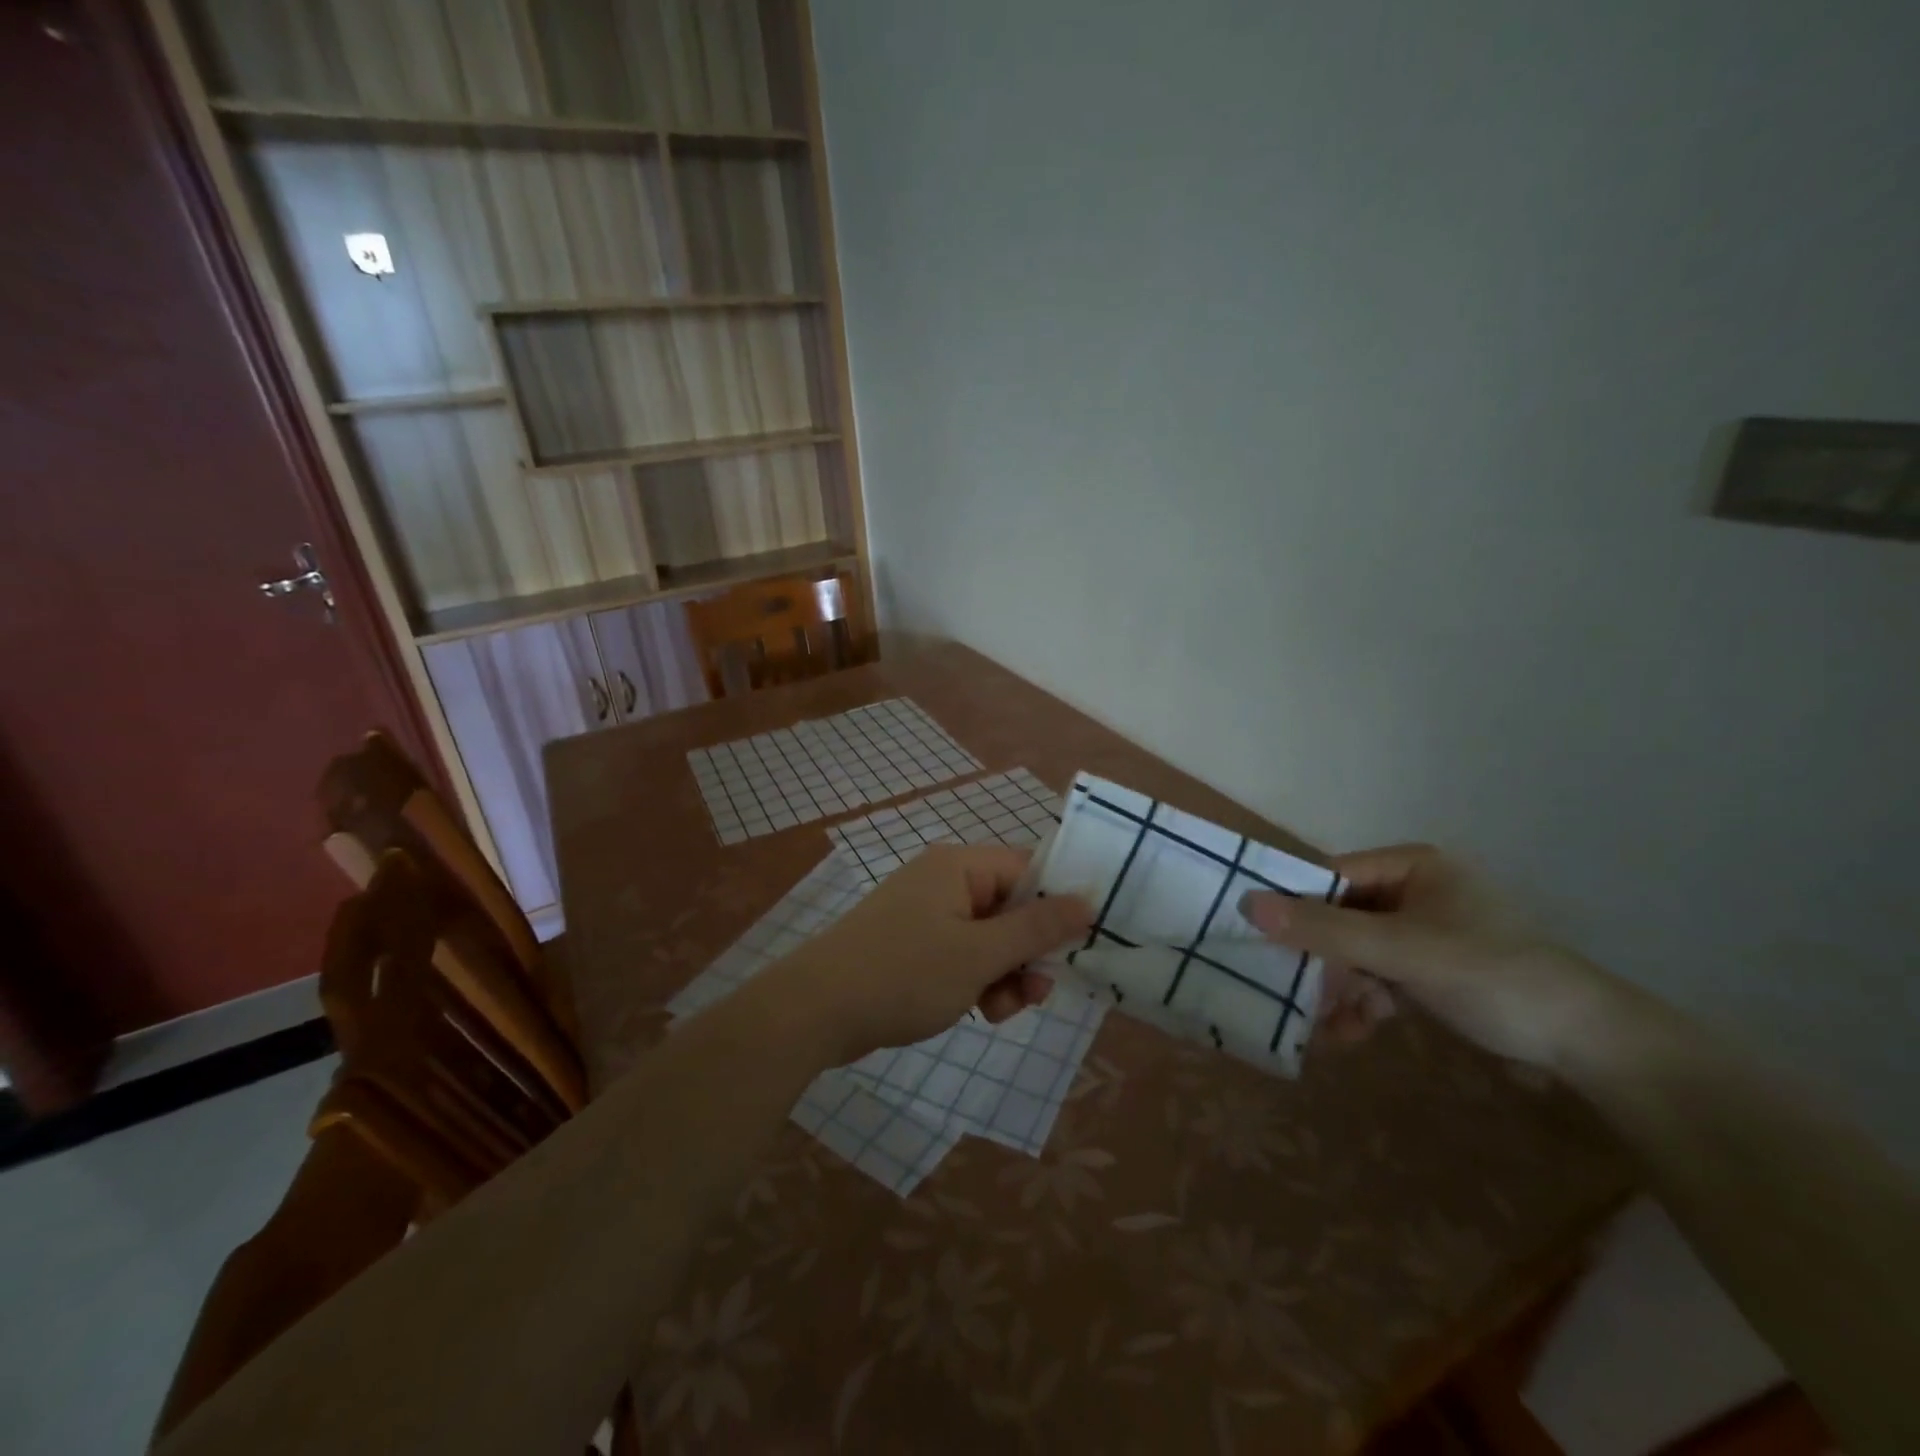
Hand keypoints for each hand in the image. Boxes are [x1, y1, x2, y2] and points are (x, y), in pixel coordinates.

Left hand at [766, 844, 1092, 1064]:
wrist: (815, 1011)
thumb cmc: (904, 974)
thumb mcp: (980, 954)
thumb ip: (1036, 928)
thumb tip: (1088, 900)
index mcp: (959, 866)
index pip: (1028, 870)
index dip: (1057, 906)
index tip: (1079, 946)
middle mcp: (943, 881)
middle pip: (1010, 907)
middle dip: (1027, 952)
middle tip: (1038, 993)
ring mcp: (924, 914)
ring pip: (988, 938)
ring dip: (1005, 974)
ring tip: (1000, 1011)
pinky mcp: (911, 945)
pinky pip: (961, 954)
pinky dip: (976, 980)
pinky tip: (977, 1012)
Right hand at [1242, 844, 1631, 1070]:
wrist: (1587, 1047)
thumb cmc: (1492, 976)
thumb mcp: (1402, 950)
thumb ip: (1324, 929)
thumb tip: (1246, 903)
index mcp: (1411, 866)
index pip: (1330, 877)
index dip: (1295, 907)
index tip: (1264, 943)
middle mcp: (1412, 892)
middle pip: (1339, 919)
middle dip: (1321, 963)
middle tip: (1296, 997)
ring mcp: (1420, 934)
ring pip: (1353, 955)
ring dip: (1338, 991)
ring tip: (1327, 1028)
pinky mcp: (1428, 972)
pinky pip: (1376, 979)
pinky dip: (1361, 1005)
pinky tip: (1350, 1035)